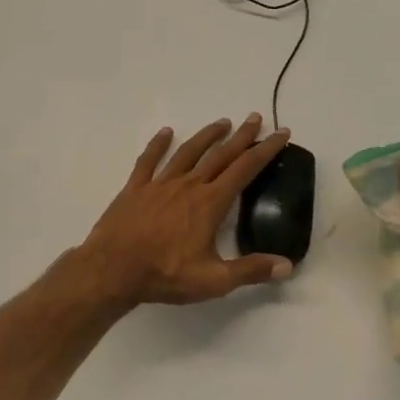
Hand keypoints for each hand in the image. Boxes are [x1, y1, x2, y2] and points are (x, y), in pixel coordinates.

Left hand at [79, 117, 295, 305]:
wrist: (112, 271)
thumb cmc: (165, 275)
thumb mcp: (214, 281)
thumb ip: (251, 270)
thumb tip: (287, 265)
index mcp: (210, 203)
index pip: (245, 169)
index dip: (265, 149)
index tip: (281, 133)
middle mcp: (189, 185)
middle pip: (220, 154)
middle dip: (241, 136)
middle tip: (255, 118)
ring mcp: (160, 184)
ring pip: (188, 152)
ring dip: (207, 135)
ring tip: (222, 122)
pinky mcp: (135, 189)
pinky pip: (148, 160)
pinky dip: (158, 144)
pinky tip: (165, 132)